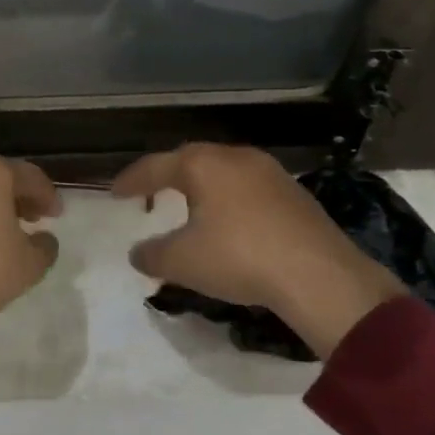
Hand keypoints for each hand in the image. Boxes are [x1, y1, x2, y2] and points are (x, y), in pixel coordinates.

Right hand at [111, 144, 405, 358]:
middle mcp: (235, 157)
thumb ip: (152, 255)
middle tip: (149, 196)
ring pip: (222, 172)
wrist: (320, 277)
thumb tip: (138, 253)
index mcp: (202, 165)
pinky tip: (228, 223)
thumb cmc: (239, 258)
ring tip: (187, 208)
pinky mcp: (294, 193)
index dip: (131, 180)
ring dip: (200, 188)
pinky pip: (247, 188)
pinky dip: (228, 200)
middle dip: (166, 177)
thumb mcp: (182, 262)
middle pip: (190, 161)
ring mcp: (270, 172)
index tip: (114, 193)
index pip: (155, 166)